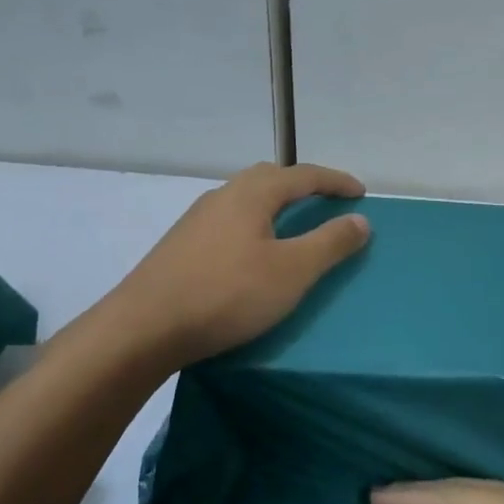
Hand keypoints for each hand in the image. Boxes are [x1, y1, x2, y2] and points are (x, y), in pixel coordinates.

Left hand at [105, 162, 370, 365]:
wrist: (142, 328)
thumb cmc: (227, 294)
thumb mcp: (292, 271)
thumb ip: (330, 243)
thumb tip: (360, 220)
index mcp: (252, 194)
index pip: (303, 175)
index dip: (335, 181)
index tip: (360, 192)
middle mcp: (222, 196)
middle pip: (269, 177)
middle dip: (302, 184)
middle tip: (326, 201)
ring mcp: (196, 220)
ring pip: (244, 198)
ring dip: (274, 203)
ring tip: (292, 225)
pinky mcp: (180, 245)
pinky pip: (228, 220)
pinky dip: (253, 223)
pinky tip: (251, 251)